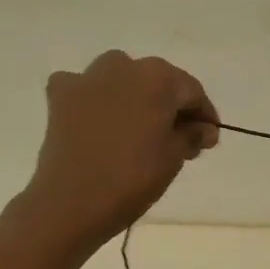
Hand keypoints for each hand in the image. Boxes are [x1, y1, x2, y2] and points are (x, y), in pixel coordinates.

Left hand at [14, 50, 218, 255]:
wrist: (71, 202)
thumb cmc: (132, 178)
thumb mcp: (173, 157)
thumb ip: (191, 135)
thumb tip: (203, 128)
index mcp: (158, 77)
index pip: (191, 91)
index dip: (203, 115)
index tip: (209, 140)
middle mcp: (123, 66)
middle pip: (156, 82)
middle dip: (169, 107)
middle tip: (179, 141)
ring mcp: (87, 78)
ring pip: (120, 79)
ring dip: (133, 97)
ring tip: (138, 130)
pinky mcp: (60, 95)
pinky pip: (84, 89)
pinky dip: (93, 99)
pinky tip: (97, 120)